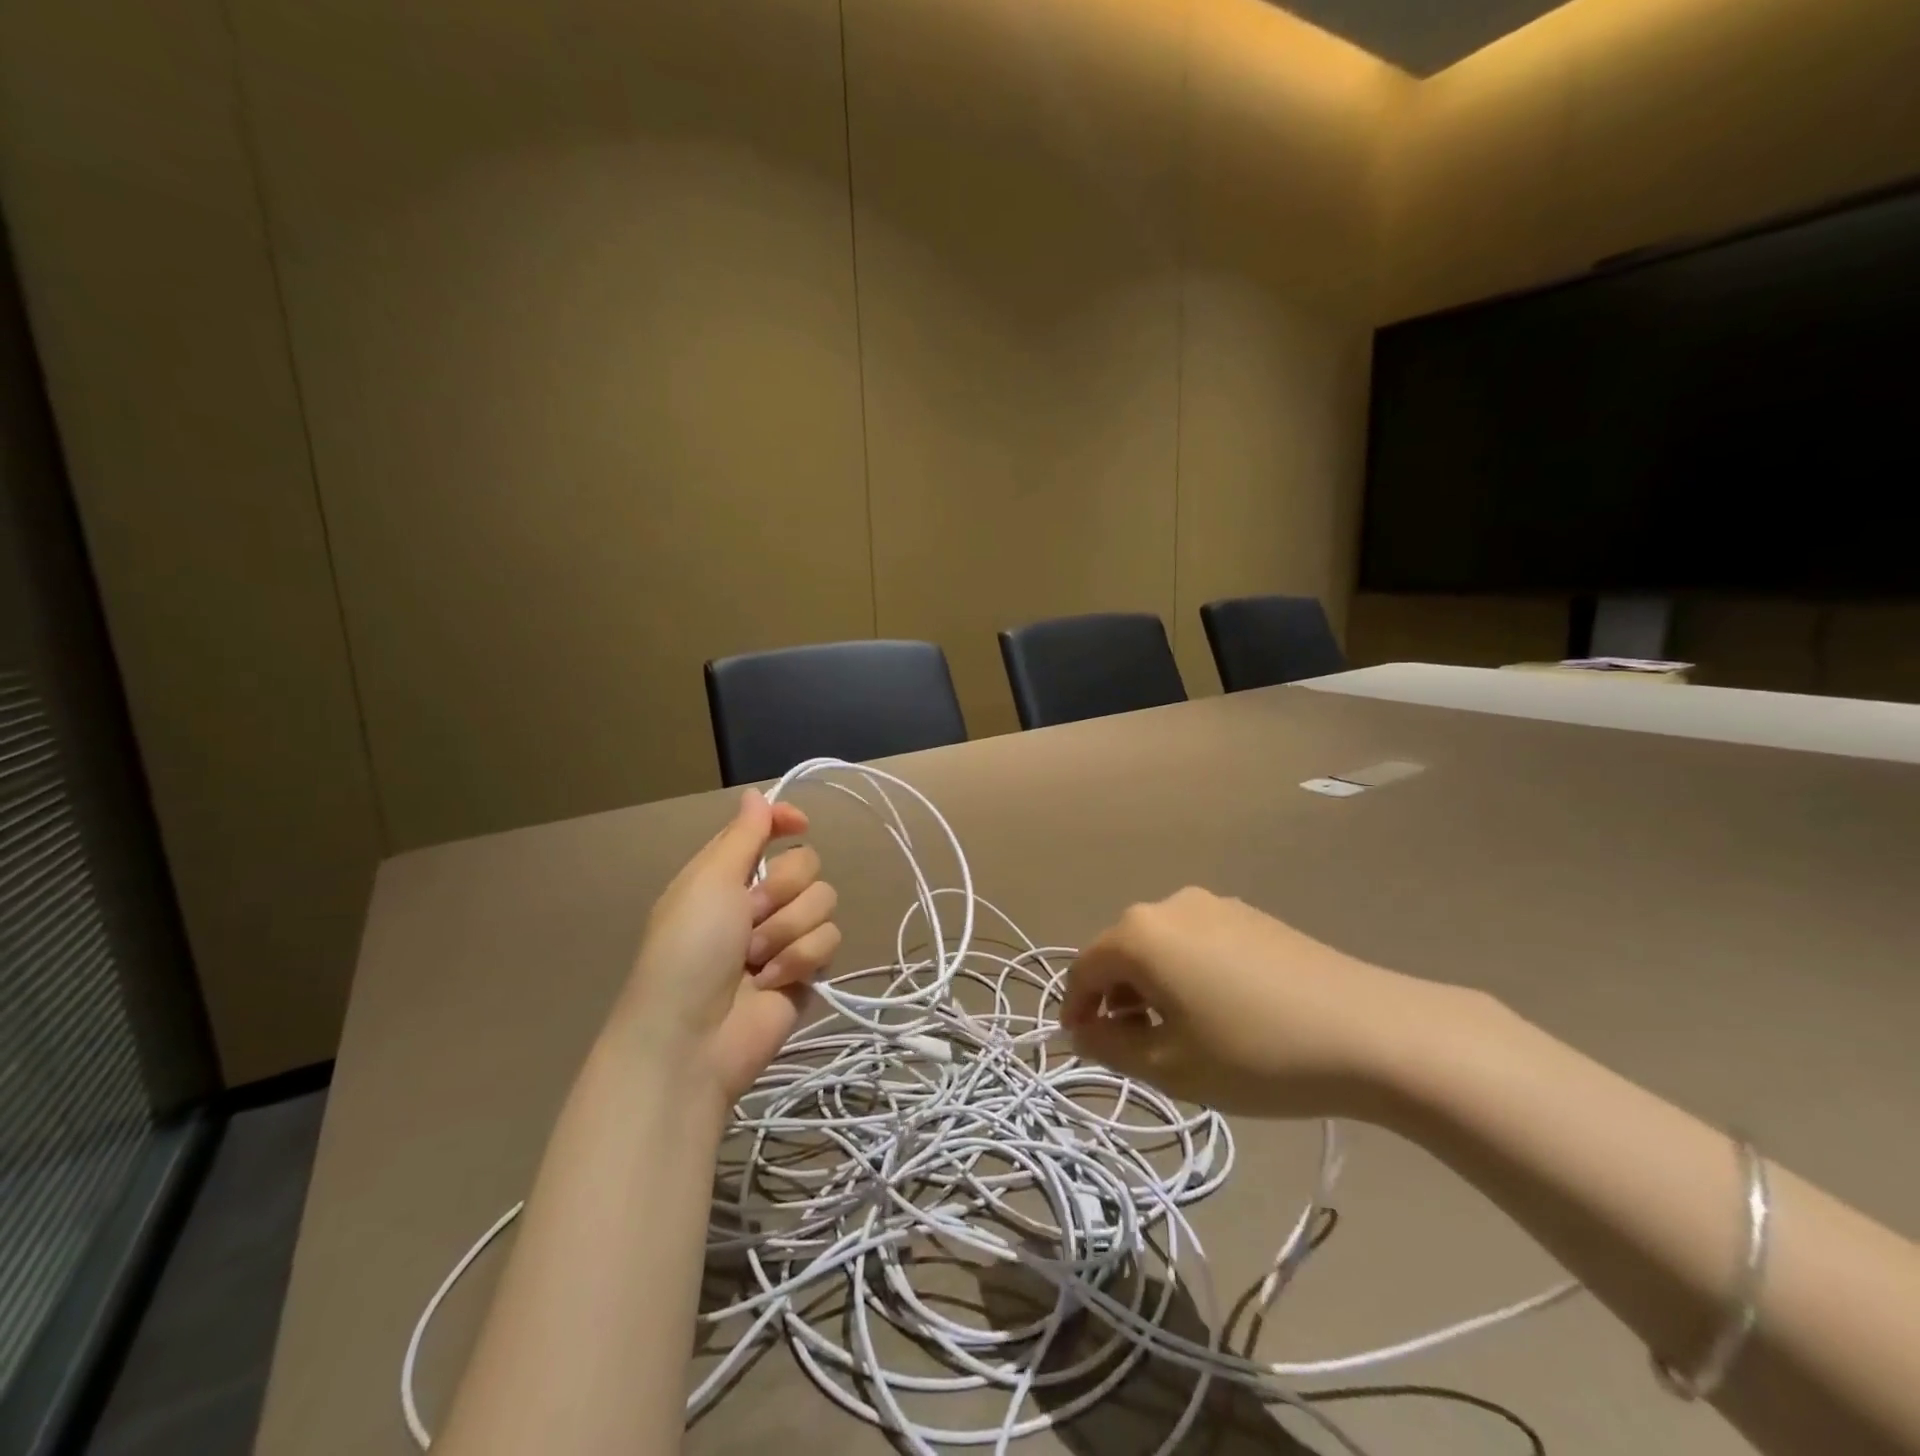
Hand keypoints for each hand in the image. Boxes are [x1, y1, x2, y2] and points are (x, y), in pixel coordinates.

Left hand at [613, 790, 840, 1102]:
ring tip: (755, 961)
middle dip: (783, 890)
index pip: (769, 831)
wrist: (692, 1040)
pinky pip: (829, 942)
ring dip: (787, 931)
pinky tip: (771, 982)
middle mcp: (759, 900)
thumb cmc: (688, 951)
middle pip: (807, 864)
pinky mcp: (806, 970)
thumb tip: (756, 794)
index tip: (799, 825)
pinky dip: (799, 960)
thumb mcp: (708, 882)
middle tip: (750, 917)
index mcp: (728, 874)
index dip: (786, 823)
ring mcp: (784, 936)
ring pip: (823, 902)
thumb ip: (742, 836)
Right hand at [1061, 887, 1458, 1120]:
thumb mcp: (1171, 1067)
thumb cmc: (1256, 1053)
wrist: (1370, 1031)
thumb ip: (1110, 1048)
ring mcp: (1214, 904)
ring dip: (1152, 985)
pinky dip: (1187, 971)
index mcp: (1140, 934)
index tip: (1082, 1047)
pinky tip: (1218, 1009)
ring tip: (1176, 1033)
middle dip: (1116, 998)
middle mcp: (1169, 904)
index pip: (1084, 969)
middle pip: (1122, 952)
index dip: (1076, 1009)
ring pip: (1160, 945)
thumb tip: (1080, 1032)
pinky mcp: (1250, 914)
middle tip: (1132, 1048)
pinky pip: (1196, 940)